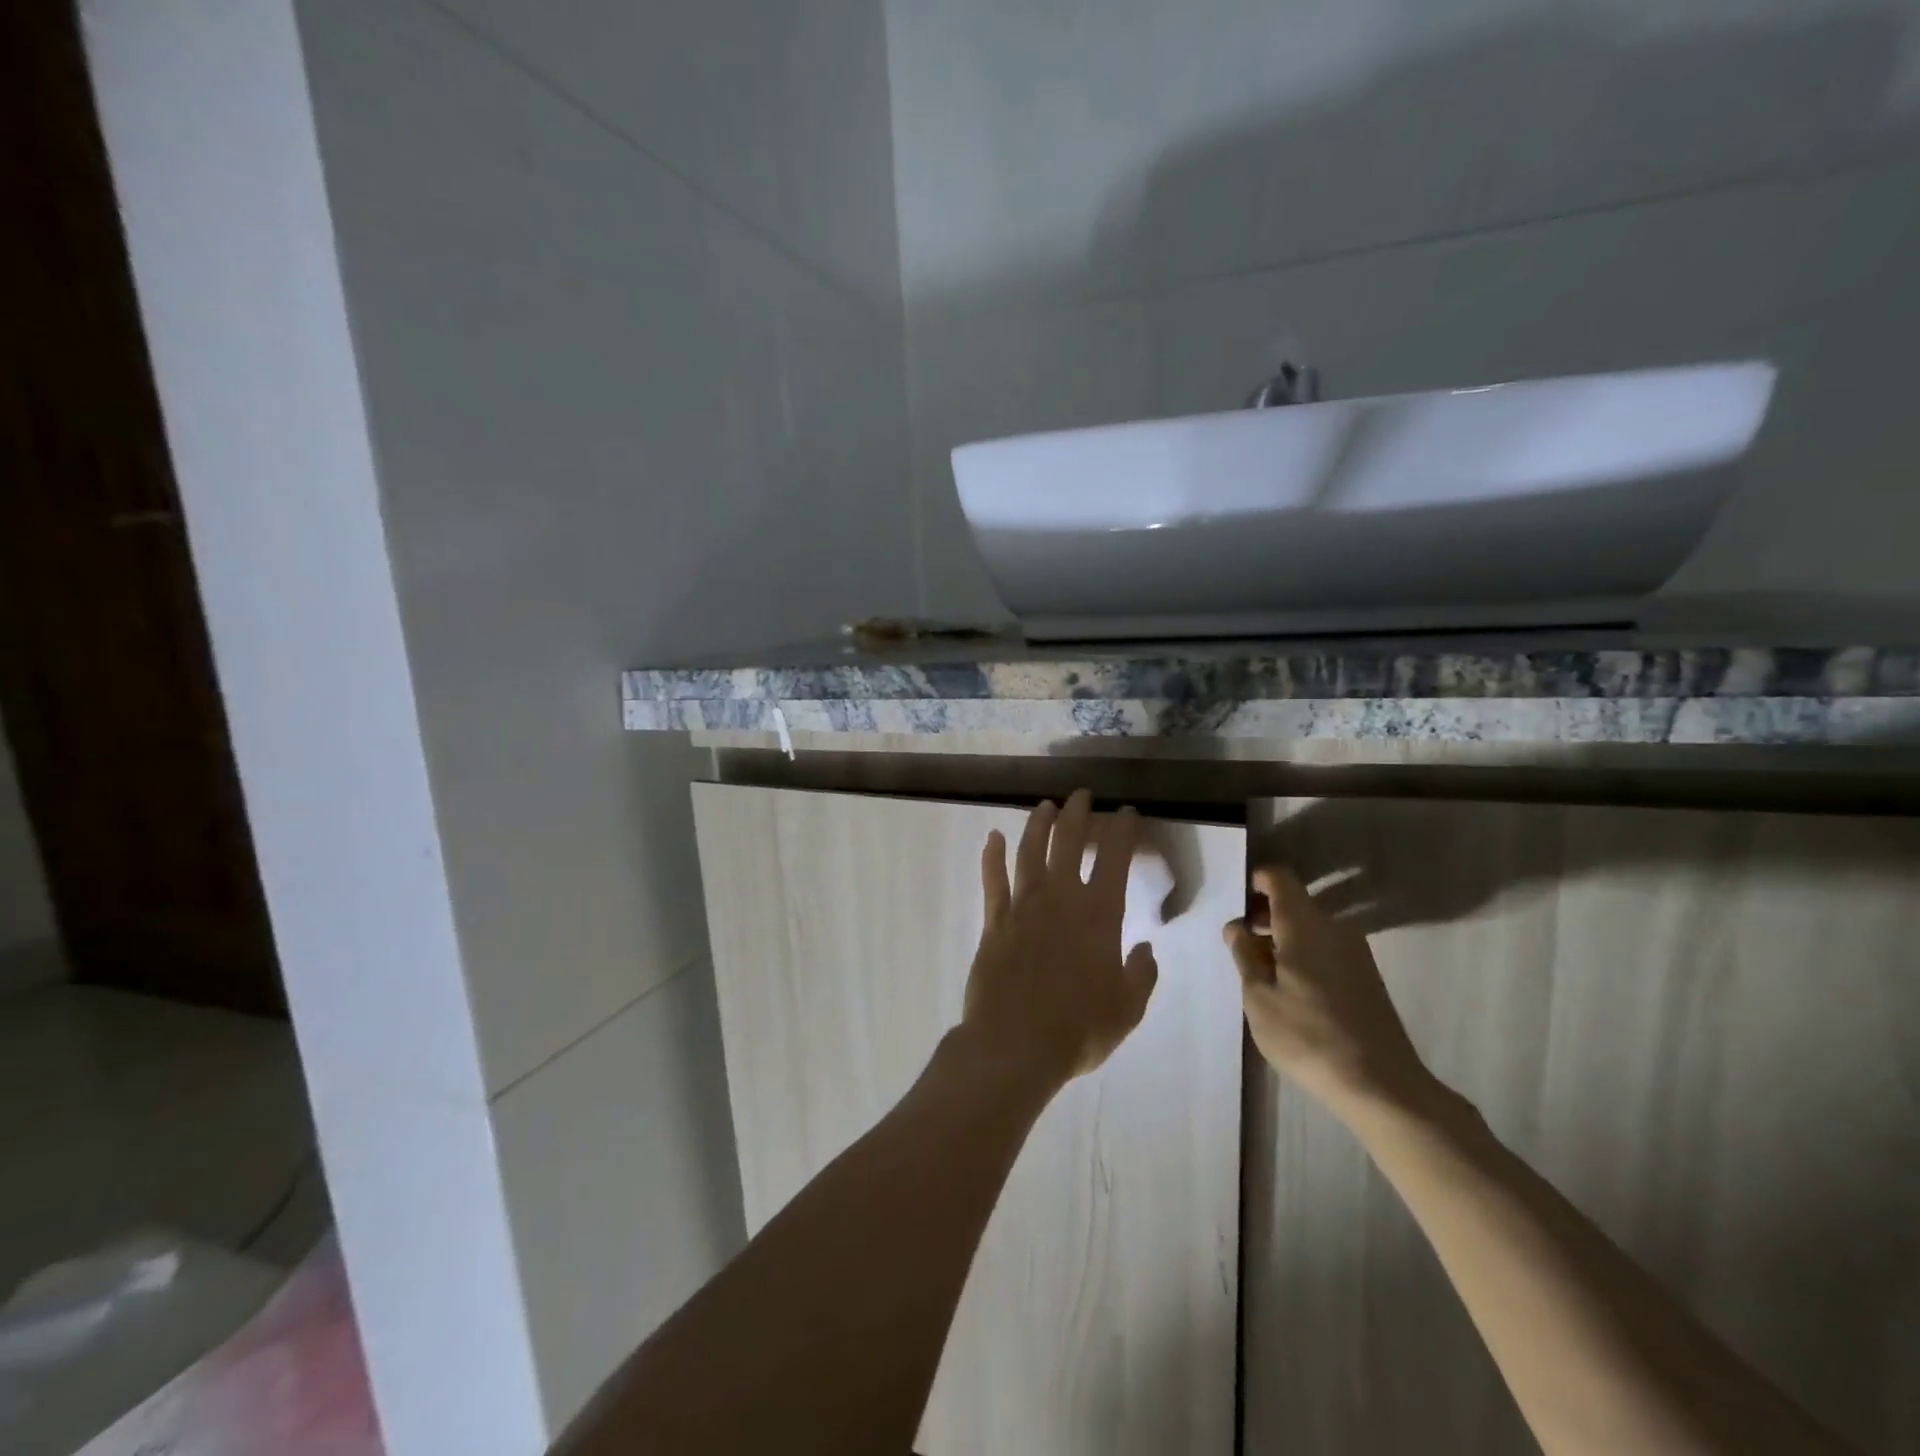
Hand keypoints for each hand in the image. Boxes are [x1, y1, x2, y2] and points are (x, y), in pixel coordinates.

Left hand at [960, 791, 1158, 1091]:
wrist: (1015, 1044)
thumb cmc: (1079, 1028)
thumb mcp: (1127, 1008)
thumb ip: (1141, 974)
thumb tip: (1145, 948)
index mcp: (1099, 914)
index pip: (1114, 858)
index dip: (1122, 829)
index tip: (1126, 811)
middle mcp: (1060, 898)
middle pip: (1068, 842)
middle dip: (1077, 813)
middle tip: (1081, 795)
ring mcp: (1023, 906)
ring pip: (1030, 851)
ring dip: (1038, 824)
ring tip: (1045, 806)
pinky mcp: (994, 921)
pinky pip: (993, 879)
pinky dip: (993, 855)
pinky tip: (993, 837)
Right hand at [1223, 866, 1431, 1113]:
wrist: (1380, 1084)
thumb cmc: (1307, 1035)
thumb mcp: (1258, 997)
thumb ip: (1244, 955)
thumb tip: (1238, 927)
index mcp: (1303, 924)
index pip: (1279, 878)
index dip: (1255, 882)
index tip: (1237, 904)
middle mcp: (1333, 927)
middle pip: (1295, 902)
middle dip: (1264, 914)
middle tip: (1239, 942)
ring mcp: (1355, 951)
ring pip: (1310, 926)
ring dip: (1283, 936)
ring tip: (1260, 970)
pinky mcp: (1366, 976)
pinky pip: (1326, 947)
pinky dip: (1303, 953)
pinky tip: (1290, 988)